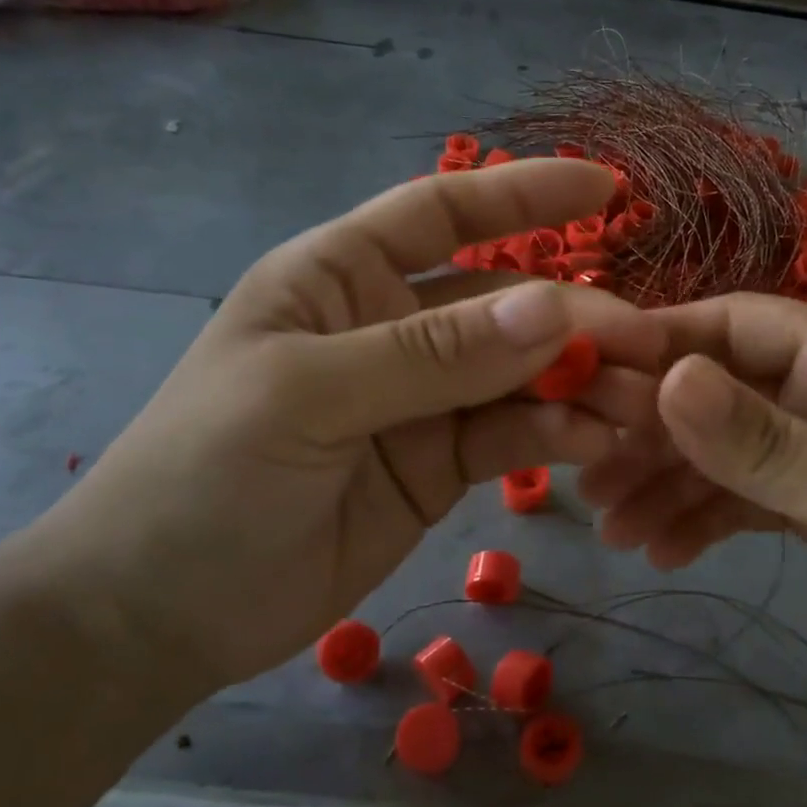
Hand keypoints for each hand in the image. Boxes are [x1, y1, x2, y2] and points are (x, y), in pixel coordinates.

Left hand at [31, 160, 663, 691]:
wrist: (162, 614)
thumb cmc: (203, 477)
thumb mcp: (309, 397)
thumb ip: (433, 354)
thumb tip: (551, 309)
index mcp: (344, 277)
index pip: (446, 213)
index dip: (526, 195)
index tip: (607, 192)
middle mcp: (393, 327)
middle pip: (504, 304)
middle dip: (574, 318)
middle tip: (644, 343)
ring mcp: (424, 399)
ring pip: (522, 374)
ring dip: (580, 382)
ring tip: (638, 402)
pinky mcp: (444, 464)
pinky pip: (513, 436)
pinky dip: (557, 435)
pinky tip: (595, 442)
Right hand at [578, 293, 806, 702]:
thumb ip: (762, 442)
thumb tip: (666, 379)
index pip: (738, 324)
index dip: (665, 342)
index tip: (592, 376)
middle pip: (719, 391)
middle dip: (654, 432)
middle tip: (588, 476)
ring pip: (724, 450)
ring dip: (668, 483)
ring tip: (612, 531)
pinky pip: (744, 496)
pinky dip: (703, 518)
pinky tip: (663, 552)